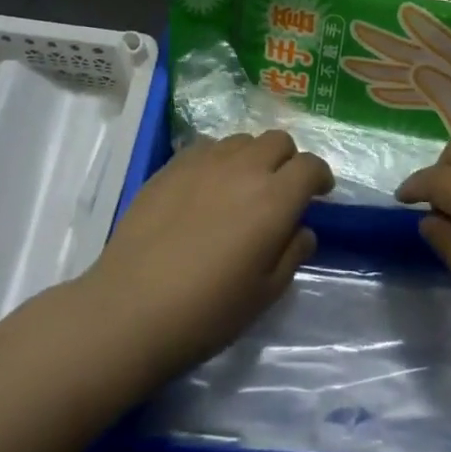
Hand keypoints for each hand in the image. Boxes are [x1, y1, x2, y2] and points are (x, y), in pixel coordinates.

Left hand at [79, 131, 332, 386]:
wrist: (130, 309)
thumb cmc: (206, 311)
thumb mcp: (264, 294)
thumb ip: (292, 254)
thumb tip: (302, 229)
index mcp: (274, 199)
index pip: (310, 165)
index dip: (320, 176)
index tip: (320, 192)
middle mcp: (244, 168)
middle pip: (278, 140)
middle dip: (288, 160)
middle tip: (281, 189)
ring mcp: (204, 162)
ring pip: (242, 140)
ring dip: (253, 157)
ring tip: (242, 187)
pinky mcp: (171, 166)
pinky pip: (207, 147)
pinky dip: (219, 160)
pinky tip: (207, 188)